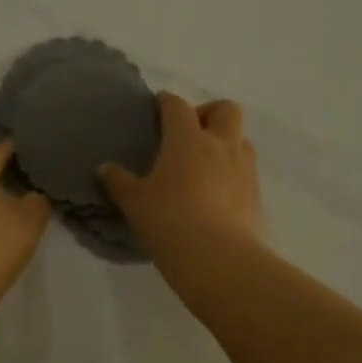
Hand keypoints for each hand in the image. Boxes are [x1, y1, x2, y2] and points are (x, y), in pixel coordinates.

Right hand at [99, 94, 262, 269]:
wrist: (219, 259)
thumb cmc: (170, 222)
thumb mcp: (135, 203)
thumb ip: (119, 182)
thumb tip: (105, 168)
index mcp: (187, 139)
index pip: (178, 106)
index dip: (167, 102)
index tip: (158, 106)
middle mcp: (221, 145)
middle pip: (225, 109)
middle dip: (209, 112)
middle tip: (190, 133)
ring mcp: (243, 168)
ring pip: (241, 138)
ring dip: (225, 142)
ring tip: (205, 164)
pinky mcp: (256, 194)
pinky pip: (246, 170)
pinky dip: (233, 172)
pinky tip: (217, 194)